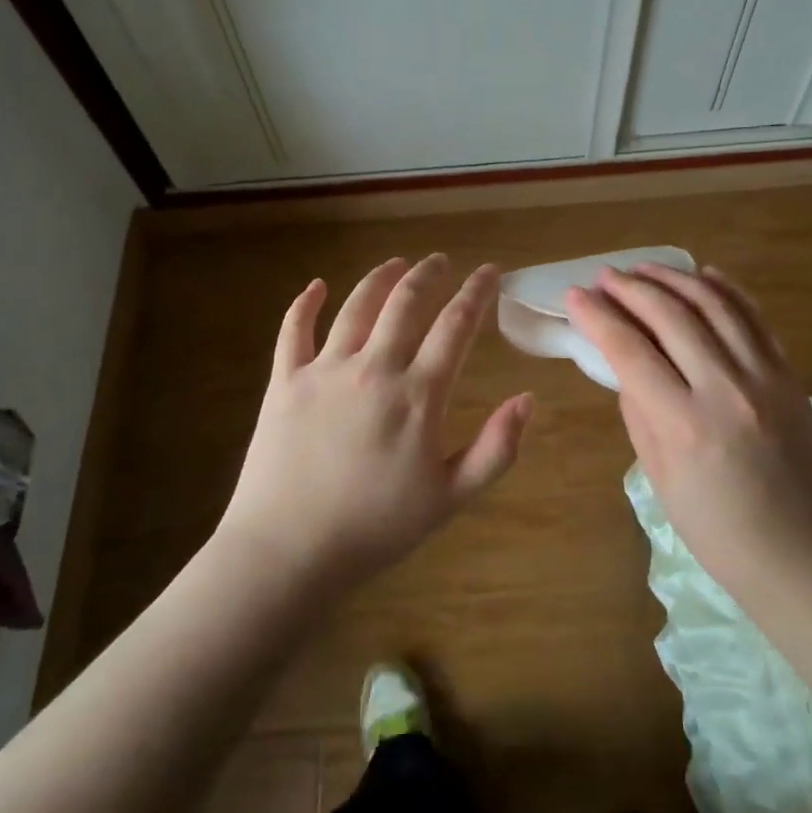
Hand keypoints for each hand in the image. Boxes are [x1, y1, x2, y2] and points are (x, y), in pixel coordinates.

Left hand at [217, 254, 533, 593]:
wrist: (288, 552)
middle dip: (429, 274)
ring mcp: (324, 370)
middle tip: (441, 260)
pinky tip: (316, 286)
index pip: (456, 326)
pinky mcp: (284, 381)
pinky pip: (293, 330)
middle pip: (406, 303)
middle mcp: (373, 369)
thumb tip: (527, 399)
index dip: (477, 293)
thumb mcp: (450, 498)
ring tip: (397, 263)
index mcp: (417, 395)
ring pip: (356, 306)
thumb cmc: (375, 529)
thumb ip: (495, 448)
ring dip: (381, 278)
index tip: (491, 271)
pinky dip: (304, 303)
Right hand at [566, 263, 811, 597]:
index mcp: (684, 425)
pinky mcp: (790, 376)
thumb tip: (624, 360)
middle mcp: (726, 390)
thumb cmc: (714, 528)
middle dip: (630, 288)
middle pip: (671, 316)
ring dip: (674, 278)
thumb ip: (638, 409)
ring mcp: (765, 378)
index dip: (598, 317)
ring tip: (644, 268)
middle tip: (605, 276)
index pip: (630, 351)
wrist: (797, 554)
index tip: (576, 296)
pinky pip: (755, 318)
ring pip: (715, 305)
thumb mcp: (658, 474)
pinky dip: (727, 290)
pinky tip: (703, 275)